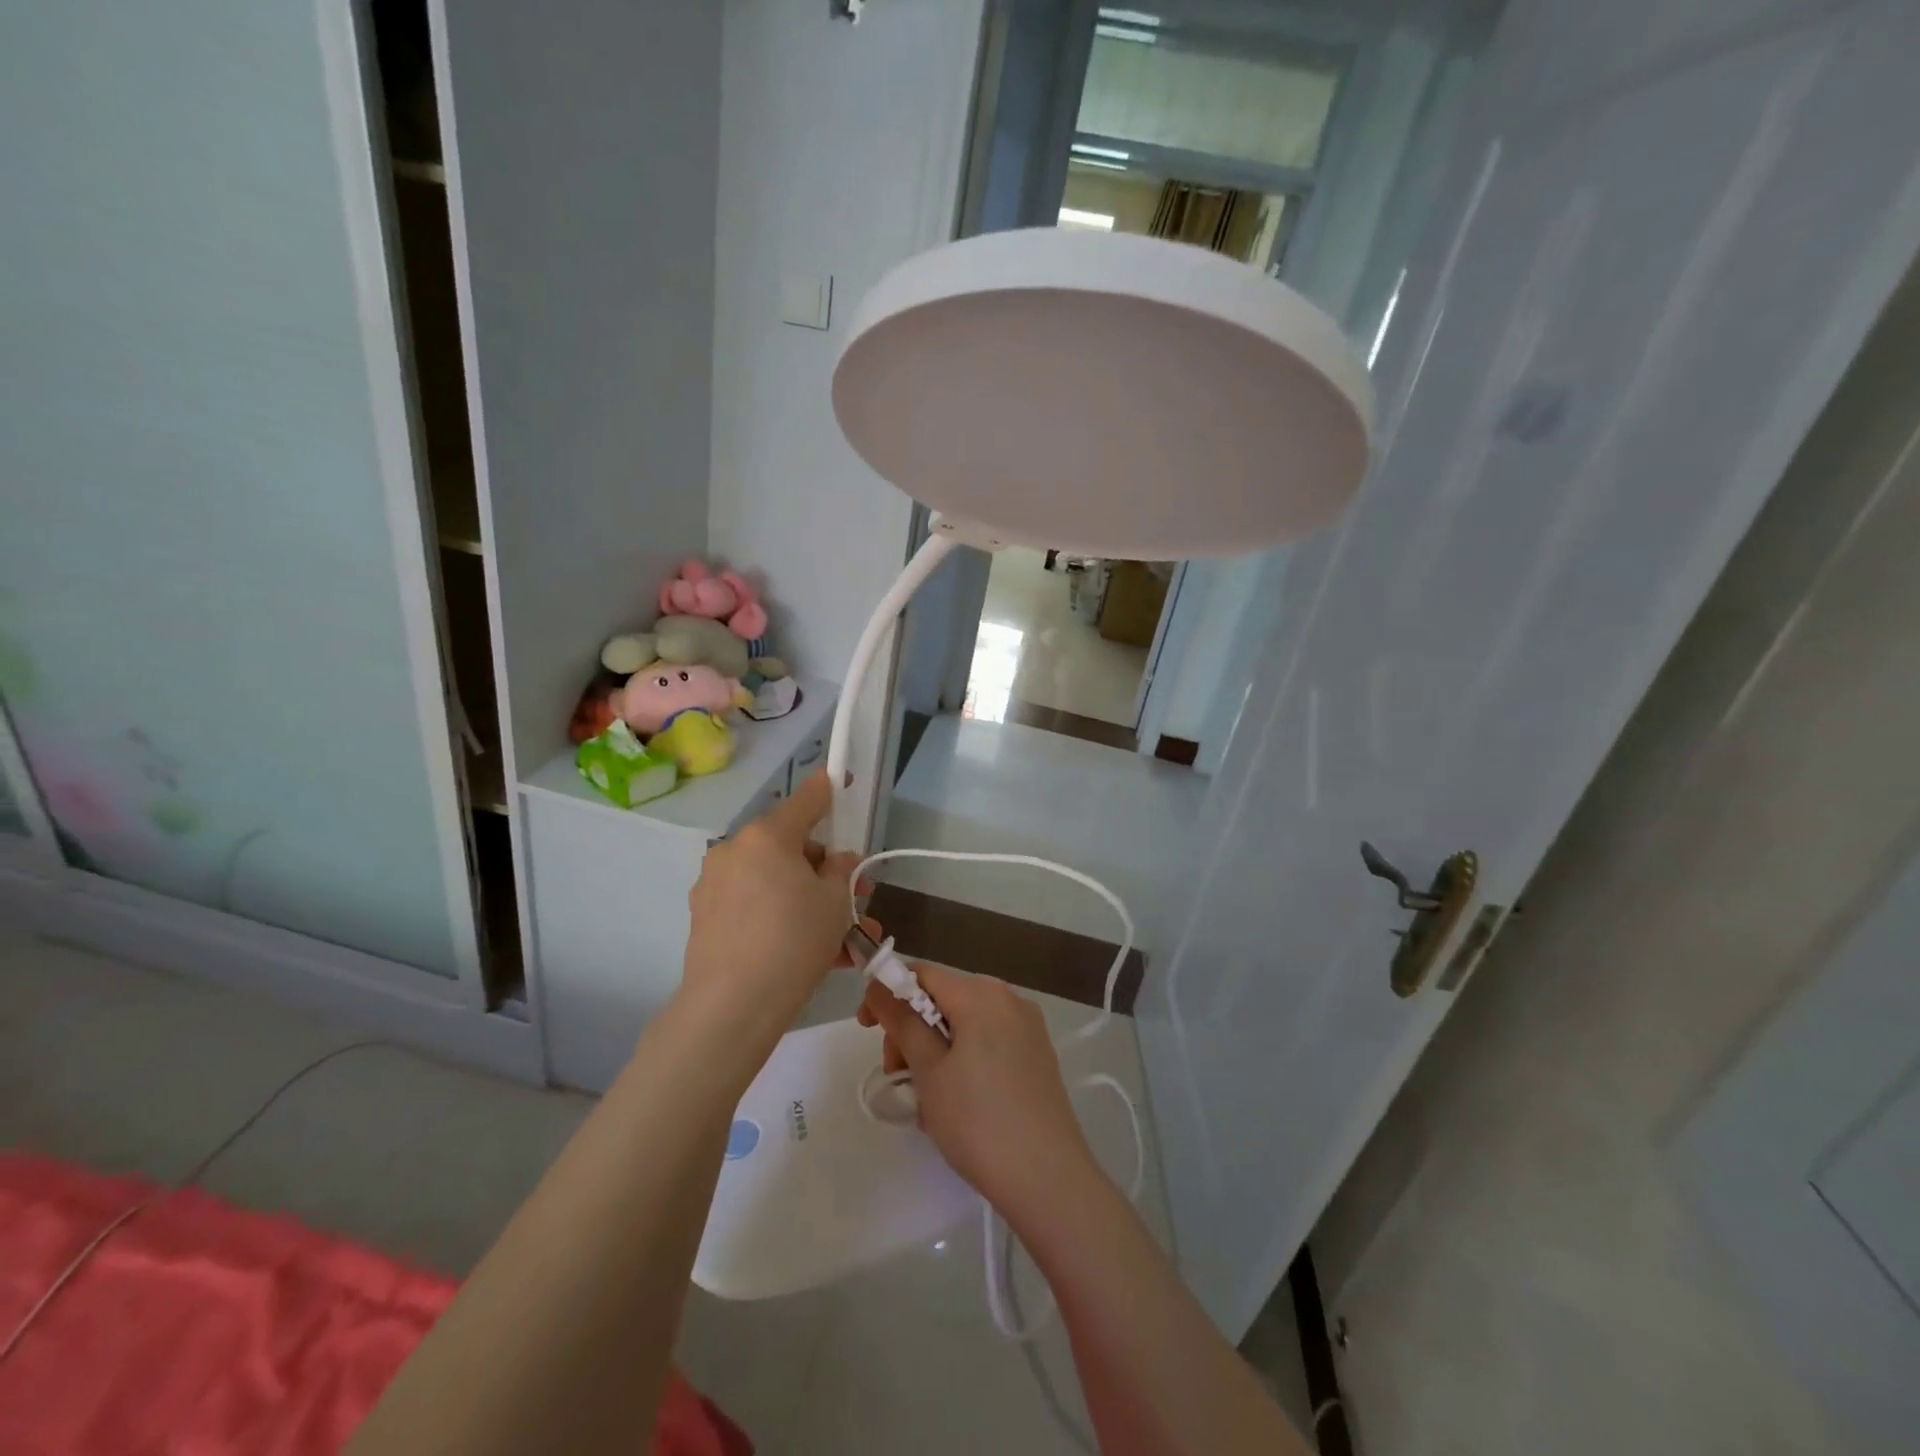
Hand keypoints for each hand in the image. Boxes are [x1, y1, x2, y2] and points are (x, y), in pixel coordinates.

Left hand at [681, 772, 860, 1046]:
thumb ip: (840, 871)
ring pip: (773, 881)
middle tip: (855, 897)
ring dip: (806, 899)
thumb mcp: (835, 903)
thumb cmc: (794, 941)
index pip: (806, 800)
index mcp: (767, 836)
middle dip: (823, 868)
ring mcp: (714, 884)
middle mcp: (735, 851)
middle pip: (789, 846)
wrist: (733, 1006)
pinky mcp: (704, 917)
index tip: (840, 780)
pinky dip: (780, 916)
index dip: (828, 790)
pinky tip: (809, 951)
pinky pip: (754, 906)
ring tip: (842, 937)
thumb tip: (835, 861)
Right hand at [858, 964, 1101, 1233]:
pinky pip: (987, 1041)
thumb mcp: (928, 1071)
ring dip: (934, 1049)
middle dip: (912, 1029)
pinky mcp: (1037, 1054)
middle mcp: (1009, 998)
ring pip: (965, 1022)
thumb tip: (879, 985)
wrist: (1048, 1180)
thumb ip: (901, 1021)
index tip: (867, 1028)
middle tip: (897, 1074)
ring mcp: (1028, 1027)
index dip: (888, 993)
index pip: (922, 974)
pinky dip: (962, 1059)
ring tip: (926, 1099)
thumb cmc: (978, 1122)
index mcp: (982, 993)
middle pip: (944, 997)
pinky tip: (956, 1102)